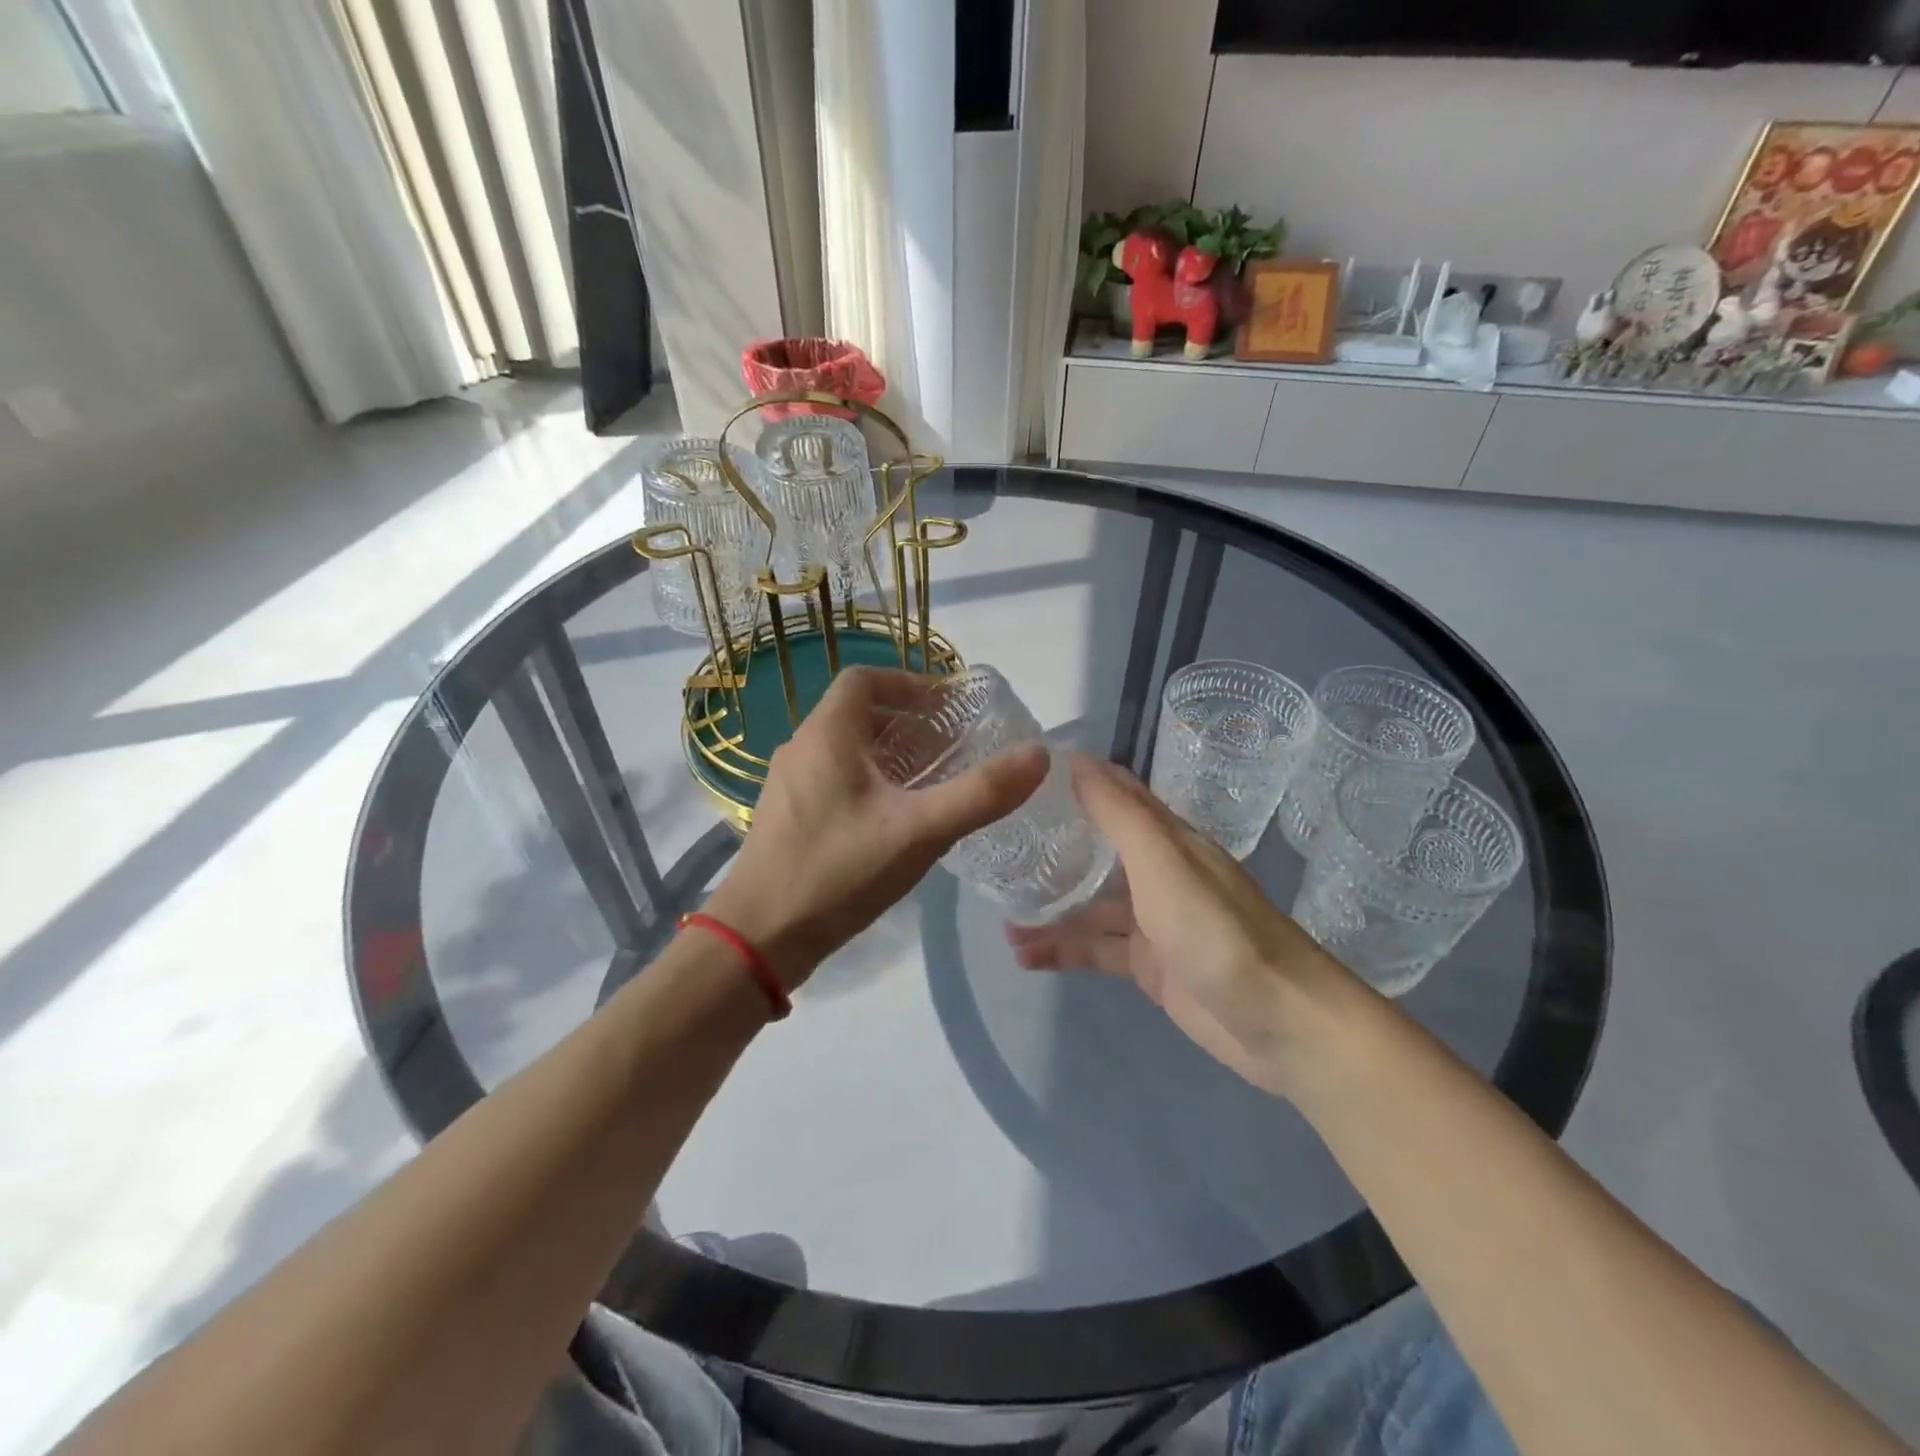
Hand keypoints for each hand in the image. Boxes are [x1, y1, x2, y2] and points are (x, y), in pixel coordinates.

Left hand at [706, 666, 1047, 989]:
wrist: (759, 938)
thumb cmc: (838, 872)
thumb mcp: (918, 831)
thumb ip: (979, 794)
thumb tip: (1038, 756)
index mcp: (826, 735)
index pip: (865, 680)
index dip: (909, 683)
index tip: (948, 706)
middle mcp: (801, 749)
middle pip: (857, 713)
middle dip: (906, 721)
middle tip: (949, 745)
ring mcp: (789, 784)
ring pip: (845, 749)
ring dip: (888, 753)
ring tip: (930, 779)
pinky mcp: (787, 817)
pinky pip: (834, 778)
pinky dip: (869, 780)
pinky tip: (894, 819)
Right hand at [1006, 754, 1362, 1097]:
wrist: (1281, 1024)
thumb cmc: (1218, 932)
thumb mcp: (1164, 865)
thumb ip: (1121, 815)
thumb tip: (1077, 761)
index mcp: (1169, 839)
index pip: (1117, 794)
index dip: (1076, 779)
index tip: (1023, 774)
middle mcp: (1160, 873)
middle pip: (1098, 849)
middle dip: (1053, 846)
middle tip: (998, 846)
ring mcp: (1154, 921)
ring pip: (1092, 906)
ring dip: (1051, 909)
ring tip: (1002, 921)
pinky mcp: (1151, 966)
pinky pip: (1098, 950)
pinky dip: (1064, 951)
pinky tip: (1026, 958)